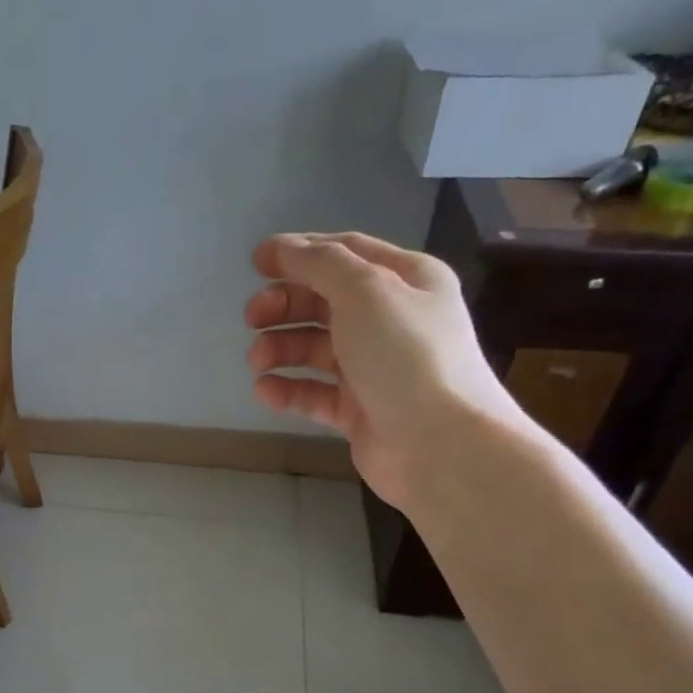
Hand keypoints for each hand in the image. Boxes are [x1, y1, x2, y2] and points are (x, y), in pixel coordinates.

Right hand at [244, 232, 520, 508]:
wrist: (441, 445)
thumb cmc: (406, 356)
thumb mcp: (366, 292)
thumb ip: (320, 264)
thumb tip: (281, 247)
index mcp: (406, 280)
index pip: (345, 252)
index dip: (299, 253)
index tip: (255, 263)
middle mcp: (391, 320)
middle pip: (325, 301)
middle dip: (285, 305)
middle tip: (252, 317)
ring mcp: (374, 368)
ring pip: (315, 348)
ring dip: (280, 348)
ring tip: (257, 361)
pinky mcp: (358, 410)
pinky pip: (314, 393)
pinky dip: (288, 389)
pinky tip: (265, 391)